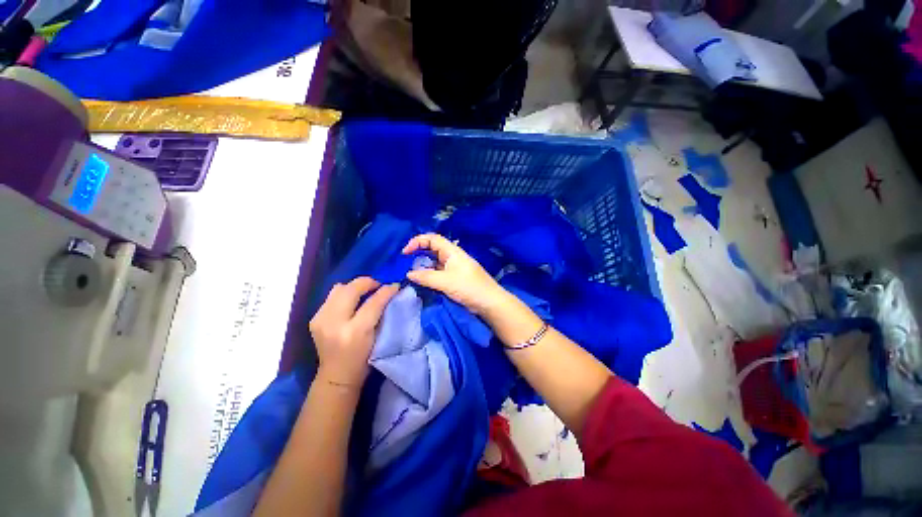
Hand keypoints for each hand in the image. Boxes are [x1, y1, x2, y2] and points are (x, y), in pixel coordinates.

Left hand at [310, 277, 398, 386]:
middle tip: (378, 286)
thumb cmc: (363, 360)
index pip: (373, 303)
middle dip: (368, 282)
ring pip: (338, 288)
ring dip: (354, 287)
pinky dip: (344, 295)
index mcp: (355, 332)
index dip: (386, 291)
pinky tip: (351, 303)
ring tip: (364, 293)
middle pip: (351, 289)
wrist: (336, 377)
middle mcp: (335, 323)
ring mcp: (321, 320)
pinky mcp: (314, 319)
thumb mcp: (378, 338)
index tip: (395, 285)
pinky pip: (331, 297)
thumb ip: (382, 314)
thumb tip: (390, 293)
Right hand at [403, 233, 510, 315]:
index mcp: (452, 251)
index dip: (417, 241)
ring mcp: (453, 268)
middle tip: (405, 265)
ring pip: (434, 263)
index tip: (405, 253)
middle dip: (418, 254)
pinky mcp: (454, 278)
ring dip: (423, 267)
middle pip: (432, 250)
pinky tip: (422, 282)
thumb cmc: (469, 287)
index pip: (432, 238)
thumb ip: (426, 277)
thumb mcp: (445, 281)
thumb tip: (409, 274)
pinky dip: (429, 276)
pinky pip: (438, 273)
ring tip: (411, 275)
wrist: (489, 302)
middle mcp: (452, 257)